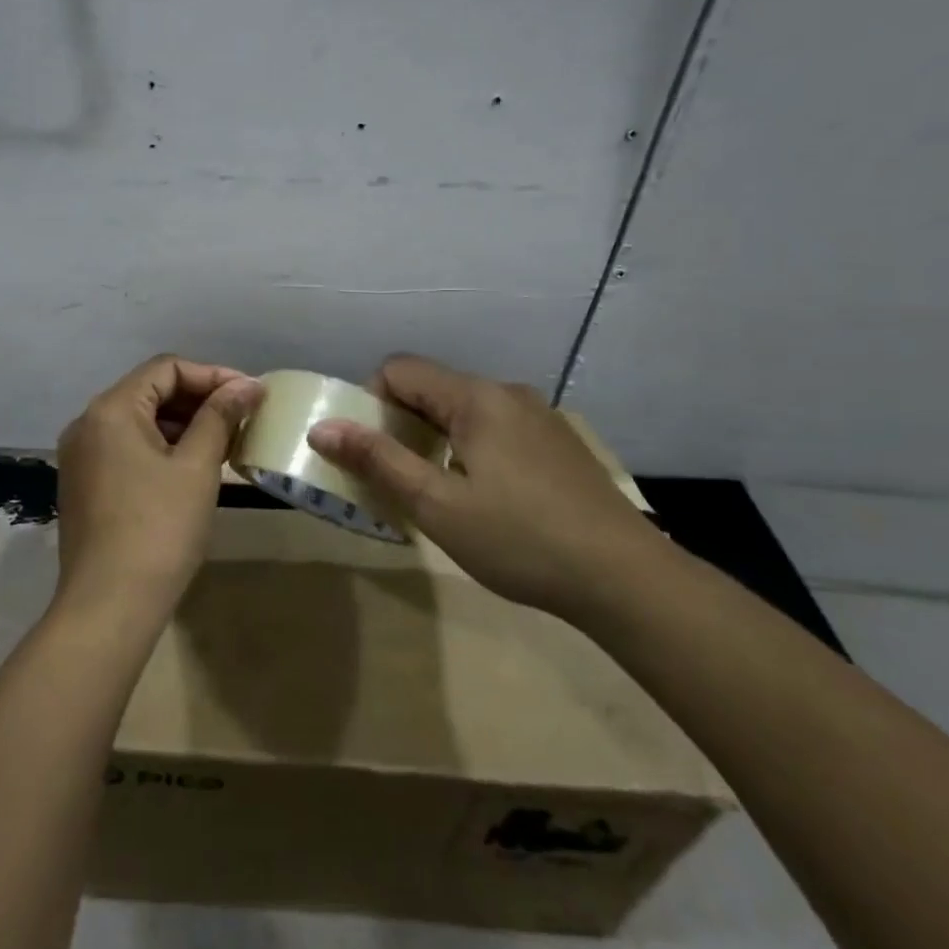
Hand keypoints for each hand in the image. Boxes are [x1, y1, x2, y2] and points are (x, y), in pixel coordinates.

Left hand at [53, 355, 264, 628]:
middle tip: (242, 417)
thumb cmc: (159, 529)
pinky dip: (162, 447)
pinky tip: (194, 466)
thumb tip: (248, 385)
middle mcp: (87, 424)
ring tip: (226, 441)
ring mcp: (81, 456)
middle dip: (199, 399)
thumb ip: (220, 417)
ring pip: (139, 421)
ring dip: (183, 424)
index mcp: (110, 410)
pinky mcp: (85, 484)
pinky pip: (127, 448)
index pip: (166, 368)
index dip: (213, 375)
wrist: (109, 606)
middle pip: (150, 391)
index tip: (250, 394)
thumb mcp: (197, 467)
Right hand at [306, 354, 668, 619]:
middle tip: (395, 479)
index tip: (371, 453)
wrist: (626, 578)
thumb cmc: (520, 539)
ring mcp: (538, 416)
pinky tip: (484, 499)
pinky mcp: (557, 443)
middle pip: (432, 388)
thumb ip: (378, 460)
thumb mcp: (437, 505)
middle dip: (400, 425)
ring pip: (464, 411)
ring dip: (435, 440)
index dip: (371, 402)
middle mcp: (507, 393)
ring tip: (436, 494)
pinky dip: (469, 450)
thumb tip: (321, 426)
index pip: (400, 369)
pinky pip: (495, 428)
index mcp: (476, 397)